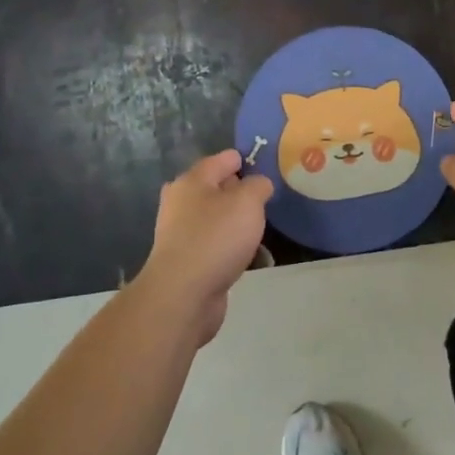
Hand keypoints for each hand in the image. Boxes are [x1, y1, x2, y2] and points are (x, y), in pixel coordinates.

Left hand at [137, 150, 273, 344]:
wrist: (183, 295)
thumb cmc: (216, 238)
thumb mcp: (248, 201)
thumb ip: (259, 185)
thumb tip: (258, 185)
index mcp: (193, 181)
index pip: (224, 159)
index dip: (248, 160)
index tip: (272, 169)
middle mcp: (182, 203)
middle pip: (219, 188)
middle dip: (244, 194)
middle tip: (269, 201)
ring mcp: (182, 233)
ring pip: (219, 219)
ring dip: (240, 224)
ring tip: (264, 231)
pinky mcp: (187, 261)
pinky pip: (217, 245)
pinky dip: (233, 248)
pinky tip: (252, 258)